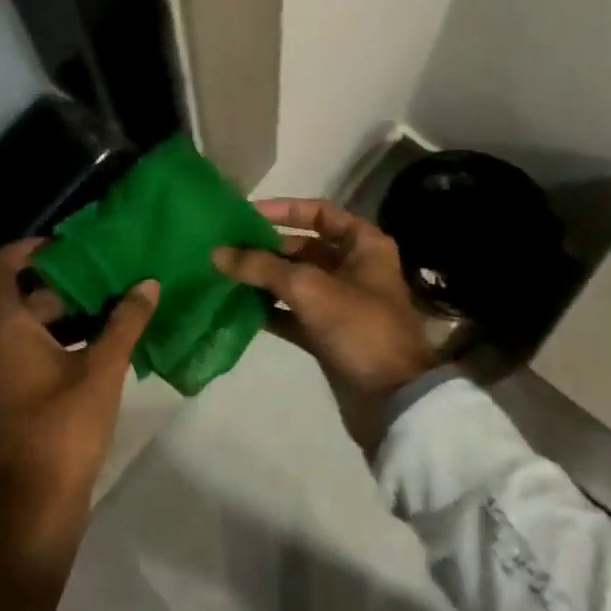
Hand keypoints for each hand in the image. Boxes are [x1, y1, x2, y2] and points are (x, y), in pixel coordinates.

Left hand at [0, 240, 158, 523]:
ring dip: (68, 312)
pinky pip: (35, 349)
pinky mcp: (17, 393)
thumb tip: (148, 284)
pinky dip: (64, 337)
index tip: (63, 244)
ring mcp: (4, 372)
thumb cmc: (66, 425)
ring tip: (112, 301)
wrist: (41, 500)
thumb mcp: (103, 368)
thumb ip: (126, 322)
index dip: (25, 249)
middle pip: (22, 296)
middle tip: (106, 272)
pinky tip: (104, 341)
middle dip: (63, 282)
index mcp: (6, 330)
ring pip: (32, 325)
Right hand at [213, 198, 436, 448]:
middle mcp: (353, 267)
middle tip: (224, 249)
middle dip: (264, 248)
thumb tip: (216, 253)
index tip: (246, 215)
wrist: (394, 400)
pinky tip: (237, 307)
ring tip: (223, 275)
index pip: (319, 212)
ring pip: (294, 281)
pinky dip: (268, 309)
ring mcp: (340, 302)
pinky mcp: (328, 333)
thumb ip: (260, 267)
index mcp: (363, 245)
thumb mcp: (308, 288)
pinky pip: (292, 312)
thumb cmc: (359, 327)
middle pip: (302, 247)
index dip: (283, 209)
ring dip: (262, 278)